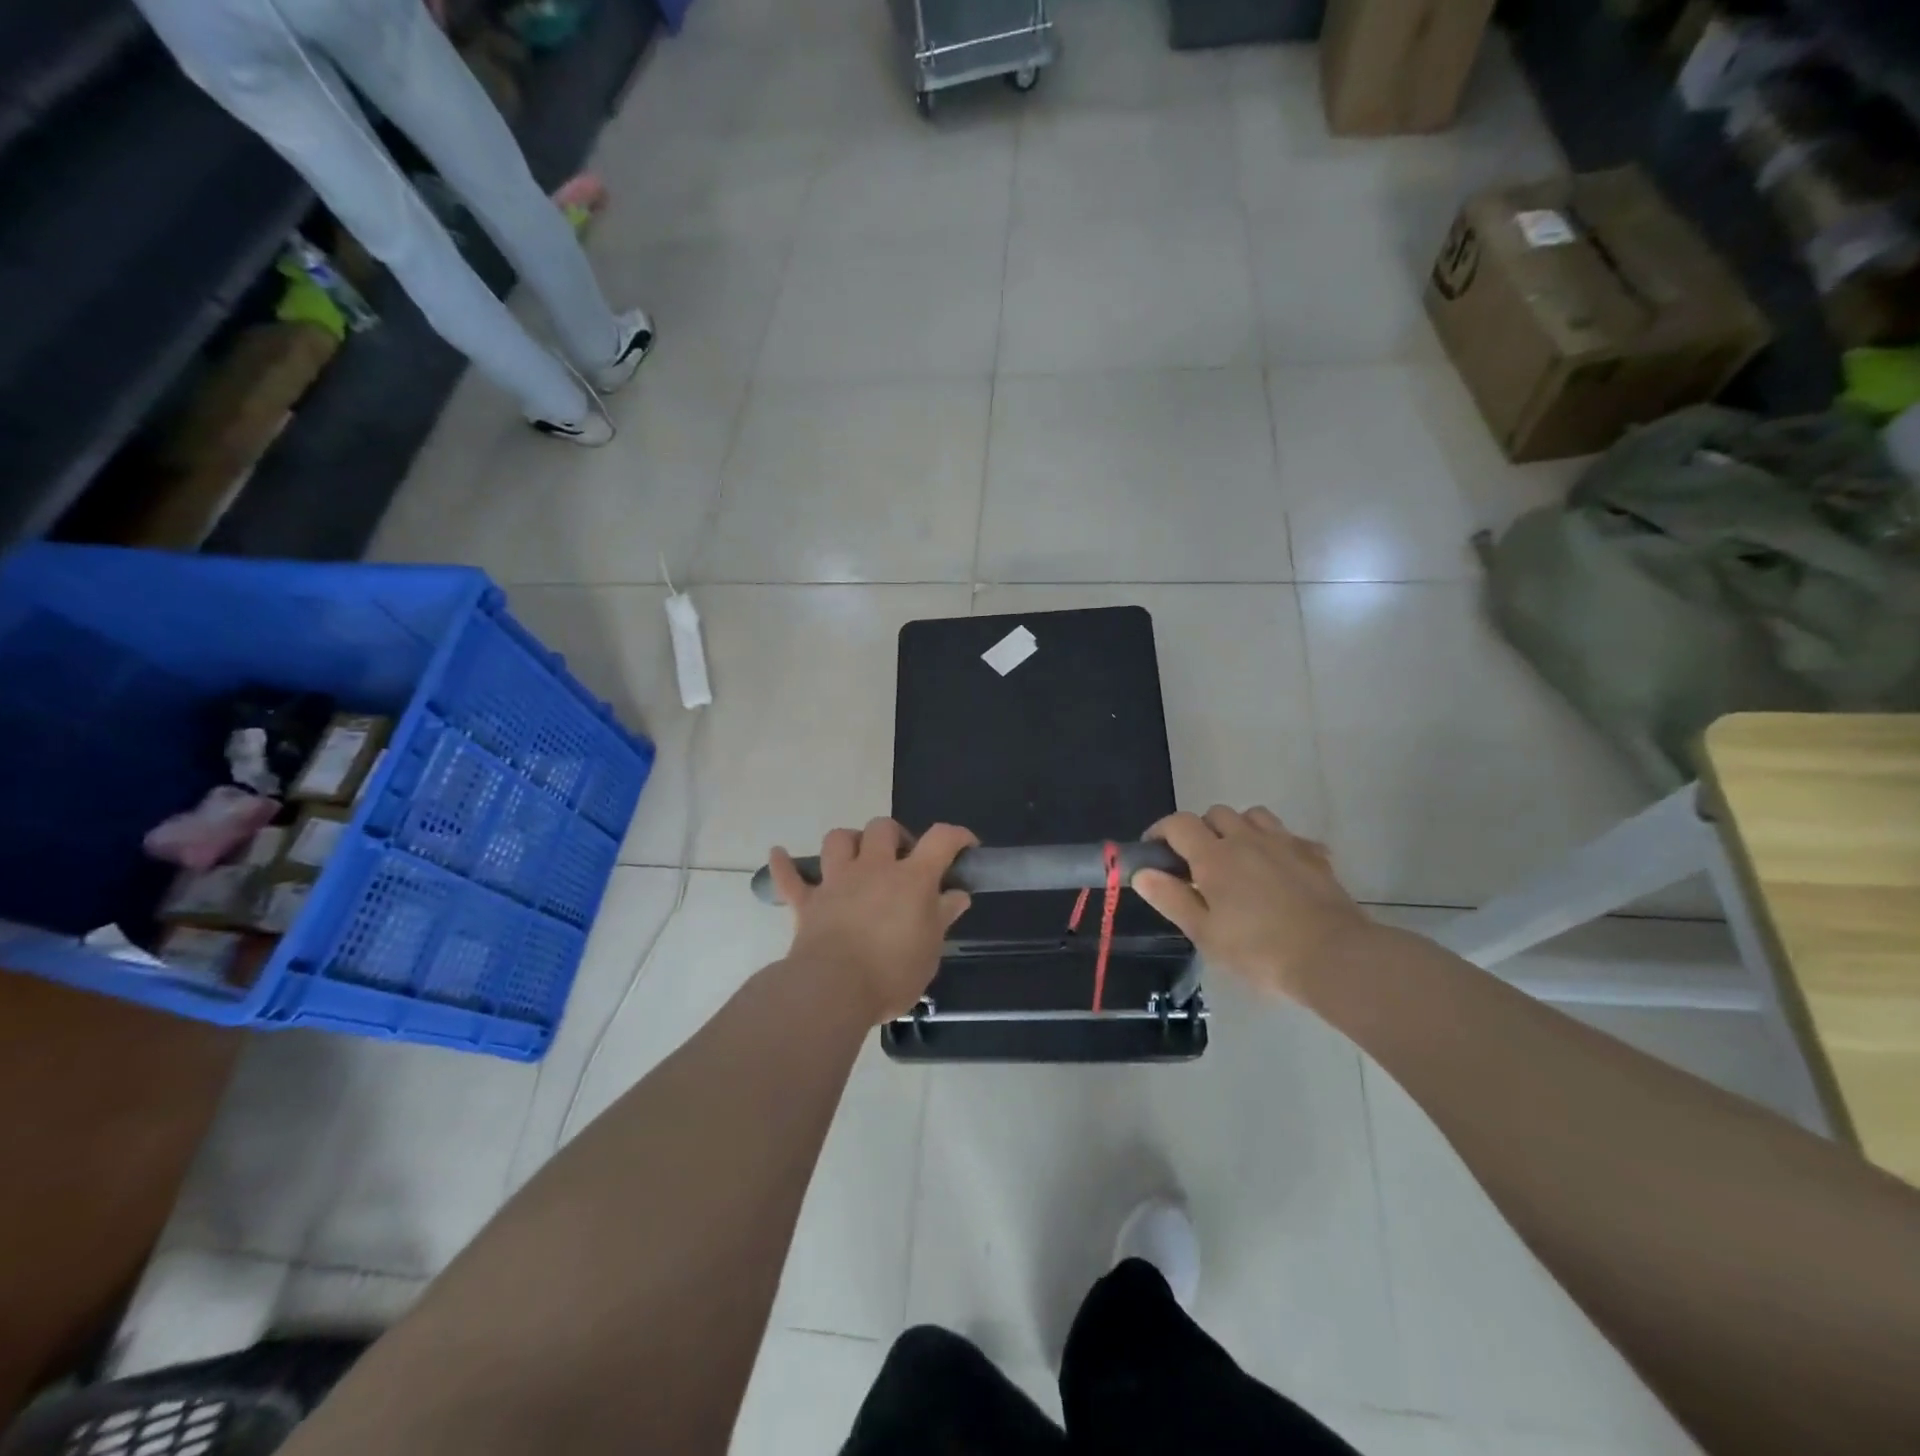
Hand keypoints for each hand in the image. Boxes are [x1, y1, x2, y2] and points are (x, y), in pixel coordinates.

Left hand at [768, 819, 976, 1022]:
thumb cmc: (892, 973)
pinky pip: (789, 877)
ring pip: (838, 839)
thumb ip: (942, 917)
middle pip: (882, 828)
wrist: (833, 990)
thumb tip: (957, 895)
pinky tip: (779, 854)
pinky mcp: (806, 903)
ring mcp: (836, 882)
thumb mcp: (930, 950)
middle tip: (903, 860)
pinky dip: (783, 864)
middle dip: (895, 835)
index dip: (957, 836)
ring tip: (857, 857)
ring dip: (849, 841)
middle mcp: (873, 869)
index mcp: (911, 879)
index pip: (940, 839)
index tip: (965, 847)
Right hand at [1131, 806, 1372, 999]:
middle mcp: (1246, 839)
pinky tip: (1278, 869)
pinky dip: (1275, 844)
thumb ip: (1171, 898)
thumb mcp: (1205, 933)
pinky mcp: (1314, 855)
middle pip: (1215, 813)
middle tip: (1197, 864)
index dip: (1160, 832)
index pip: (1178, 824)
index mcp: (1214, 856)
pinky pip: (1288, 835)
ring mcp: (1283, 843)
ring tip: (1238, 859)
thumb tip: (1142, 872)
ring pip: (1253, 816)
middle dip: (1200, 830)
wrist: (1333, 956)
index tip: (1154, 852)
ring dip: (1238, 829)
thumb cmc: (1259, 950)